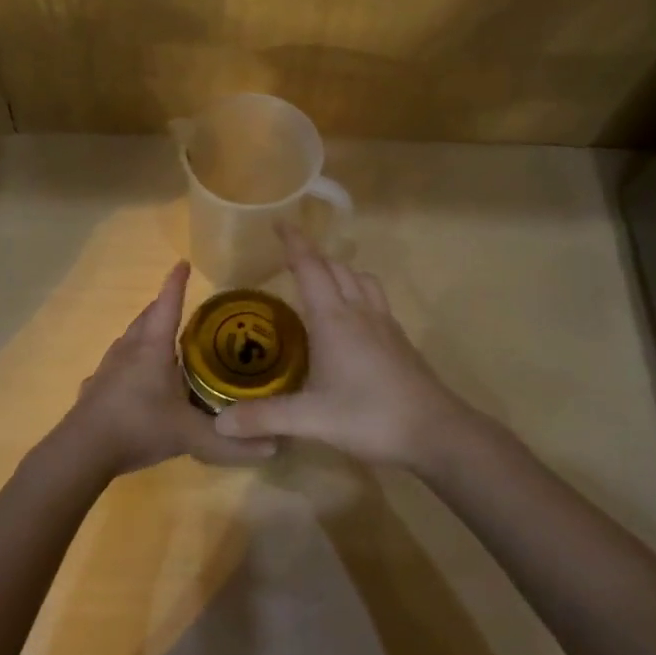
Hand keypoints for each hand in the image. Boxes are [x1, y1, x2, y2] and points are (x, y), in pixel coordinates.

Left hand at [62, 261, 278, 477]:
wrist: (82, 450)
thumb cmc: (138, 427)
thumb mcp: (190, 435)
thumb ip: (230, 442)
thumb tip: (275, 448)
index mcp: (153, 349)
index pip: (168, 305)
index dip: (176, 284)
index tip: (183, 263)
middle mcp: (129, 350)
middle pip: (146, 319)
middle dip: (162, 307)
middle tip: (179, 305)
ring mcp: (108, 368)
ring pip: (129, 340)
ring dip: (145, 333)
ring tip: (160, 340)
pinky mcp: (95, 388)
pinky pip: (116, 366)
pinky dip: (129, 363)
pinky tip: (133, 379)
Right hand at [214, 225, 478, 467]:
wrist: (436, 432)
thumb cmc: (370, 417)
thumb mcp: (311, 419)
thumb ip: (264, 417)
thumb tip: (219, 424)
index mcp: (334, 319)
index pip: (310, 268)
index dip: (294, 243)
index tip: (279, 222)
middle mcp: (360, 312)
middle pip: (336, 268)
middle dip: (313, 257)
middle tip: (290, 259)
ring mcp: (385, 324)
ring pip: (362, 280)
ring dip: (340, 272)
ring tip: (322, 284)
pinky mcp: (400, 341)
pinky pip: (376, 300)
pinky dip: (358, 294)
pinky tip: (352, 321)